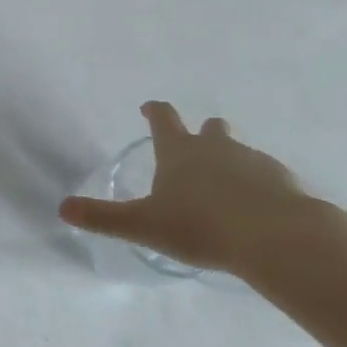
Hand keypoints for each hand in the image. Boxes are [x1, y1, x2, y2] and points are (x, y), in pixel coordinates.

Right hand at [59, 102, 321, 275]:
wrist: (276, 237)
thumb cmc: (201, 226)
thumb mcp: (144, 226)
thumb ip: (104, 218)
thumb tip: (62, 208)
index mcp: (180, 151)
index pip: (163, 118)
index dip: (154, 111)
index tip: (148, 108)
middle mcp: (216, 147)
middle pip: (210, 128)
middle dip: (202, 134)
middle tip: (195, 152)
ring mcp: (254, 161)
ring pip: (240, 153)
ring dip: (231, 164)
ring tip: (227, 196)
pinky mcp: (284, 181)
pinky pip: (268, 178)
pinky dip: (260, 188)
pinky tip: (258, 215)